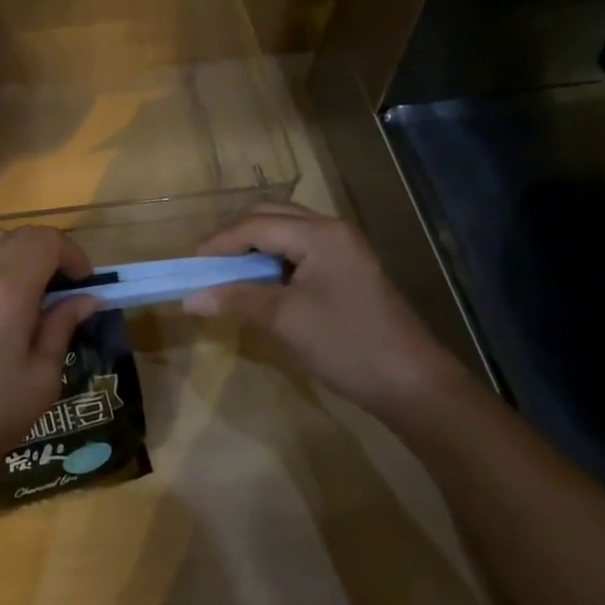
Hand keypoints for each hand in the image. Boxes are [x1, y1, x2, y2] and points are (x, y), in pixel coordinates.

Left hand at [0, 227, 98, 481]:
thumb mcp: (41, 379)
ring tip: (21, 290)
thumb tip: (84, 299)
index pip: (47, 240)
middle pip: (18, 235)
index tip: (83, 283)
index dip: (72, 254)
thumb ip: (62, 328)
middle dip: (47, 252)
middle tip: (58, 289)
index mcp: (9, 288)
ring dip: (12, 253)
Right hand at [184, 204, 455, 412]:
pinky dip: (273, 260)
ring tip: (228, 274)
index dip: (218, 244)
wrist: (415, 386)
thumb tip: (189, 299)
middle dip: (234, 238)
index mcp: (320, 234)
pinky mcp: (348, 269)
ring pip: (285, 232)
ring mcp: (344, 249)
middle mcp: (332, 230)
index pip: (255, 225)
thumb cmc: (348, 345)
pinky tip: (261, 283)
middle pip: (269, 217)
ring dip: (253, 248)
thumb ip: (236, 300)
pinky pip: (300, 250)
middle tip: (208, 266)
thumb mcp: (285, 320)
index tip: (190, 267)